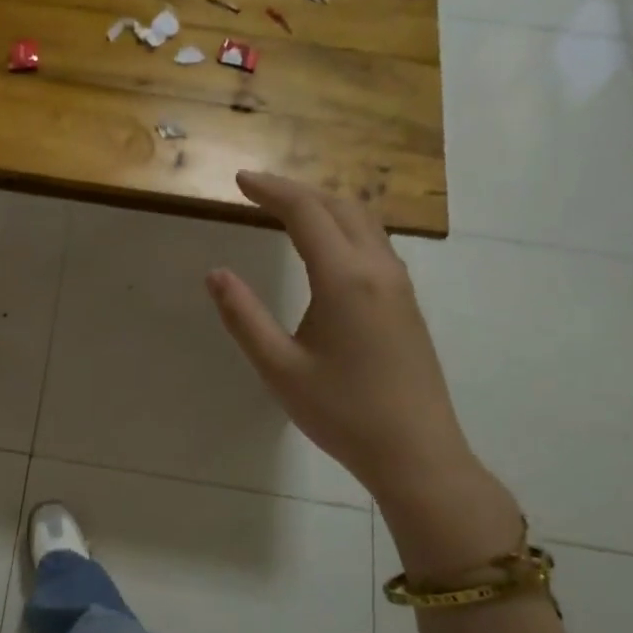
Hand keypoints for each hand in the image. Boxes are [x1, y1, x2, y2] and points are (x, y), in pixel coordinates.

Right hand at [207, 171, 522, 580]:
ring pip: (364, 221)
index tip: (239, 180)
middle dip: (297, 190)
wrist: (416, 452)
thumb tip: (216, 274)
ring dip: (325, 204)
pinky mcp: (406, 304)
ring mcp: (399, 285)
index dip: (271, 190)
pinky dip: (344, 226)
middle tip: (258, 190)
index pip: (306, 213)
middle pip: (340, 205)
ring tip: (289, 209)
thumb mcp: (278, 368)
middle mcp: (377, 269)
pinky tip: (328, 246)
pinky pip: (375, 243)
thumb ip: (243, 317)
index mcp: (344, 279)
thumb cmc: (341, 412)